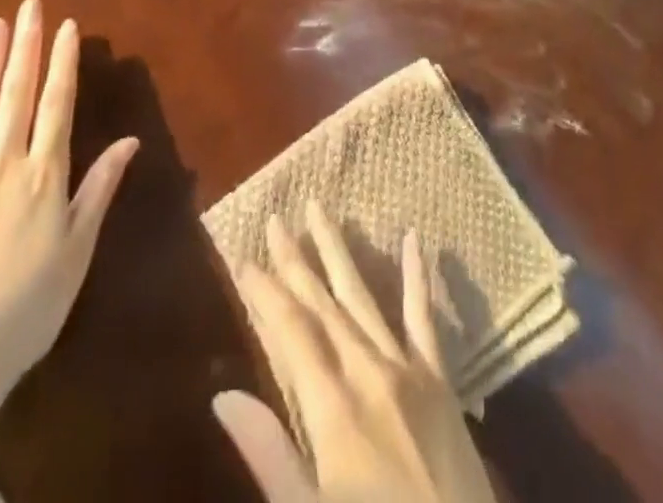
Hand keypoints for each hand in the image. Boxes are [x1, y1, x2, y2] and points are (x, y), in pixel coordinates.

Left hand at [0, 0, 138, 403]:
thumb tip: (132, 140)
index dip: (62, 63)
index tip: (66, 26)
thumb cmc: (29, 305)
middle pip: (15, 95)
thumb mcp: (78, 248)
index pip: (56, 104)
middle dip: (24, 47)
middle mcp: (3, 165)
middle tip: (28, 6)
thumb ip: (99, 188)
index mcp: (44, 174)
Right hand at [213, 202, 497, 502]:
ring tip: (320, 208)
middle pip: (324, 304)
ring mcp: (408, 369)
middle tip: (276, 218)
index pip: (291, 332)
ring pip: (364, 296)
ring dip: (339, 251)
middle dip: (296, 260)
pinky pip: (425, 318)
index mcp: (333, 408)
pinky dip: (417, 276)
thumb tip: (222, 397)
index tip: (243, 259)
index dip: (265, 294)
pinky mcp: (440, 379)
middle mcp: (368, 372)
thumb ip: (269, 453)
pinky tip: (412, 237)